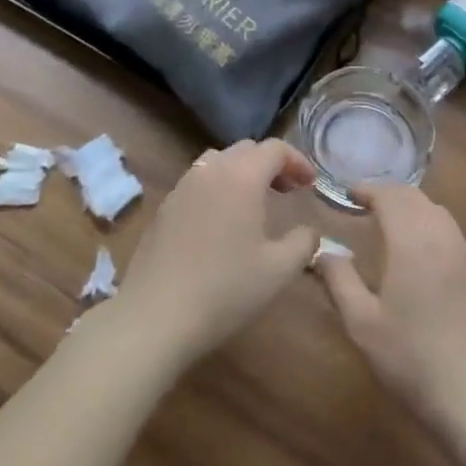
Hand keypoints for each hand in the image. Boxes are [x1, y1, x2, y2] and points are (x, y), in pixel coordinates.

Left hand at [114, 138, 319, 370]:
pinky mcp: (165, 206)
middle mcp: (212, 170)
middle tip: (287, 191)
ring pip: (219, 161)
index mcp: (242, 176)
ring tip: (254, 202)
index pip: (275, 149)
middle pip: (246, 149)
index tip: (310, 184)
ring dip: (242, 172)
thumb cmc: (225, 290)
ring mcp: (183, 186)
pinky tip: (221, 222)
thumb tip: (309, 231)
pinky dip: (218, 188)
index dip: (298, 161)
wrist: (155, 316)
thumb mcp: (279, 271)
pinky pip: (199, 182)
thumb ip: (304, 243)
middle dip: (271, 164)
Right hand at [317, 183, 465, 442]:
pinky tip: (417, 250)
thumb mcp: (362, 324)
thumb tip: (323, 251)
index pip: (389, 196)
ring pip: (435, 211)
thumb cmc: (412, 359)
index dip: (367, 190)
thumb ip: (340, 281)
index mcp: (412, 240)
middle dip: (388, 194)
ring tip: (388, 223)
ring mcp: (464, 253)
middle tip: (364, 205)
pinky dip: (428, 224)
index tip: (348, 194)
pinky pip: (449, 230)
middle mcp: (441, 235)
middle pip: (414, 197)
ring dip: (410, 207)